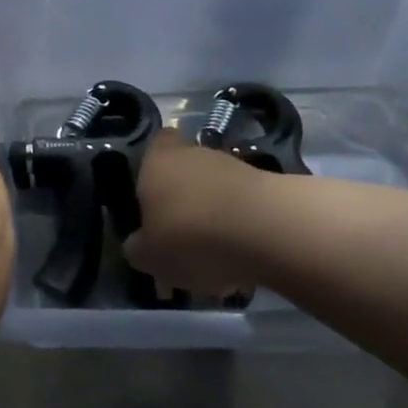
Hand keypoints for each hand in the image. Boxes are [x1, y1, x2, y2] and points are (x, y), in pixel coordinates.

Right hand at [122, 132, 268, 297]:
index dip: (156, 163)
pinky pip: (246, 211)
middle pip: (187, 173)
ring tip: (217, 263)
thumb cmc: (189, 236)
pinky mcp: (270, 188)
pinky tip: (243, 264)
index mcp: (157, 161)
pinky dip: (242, 233)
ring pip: (218, 194)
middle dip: (186, 204)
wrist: (266, 231)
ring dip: (215, 221)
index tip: (154, 192)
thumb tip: (139, 244)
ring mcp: (236, 167)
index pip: (157, 143)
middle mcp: (195, 154)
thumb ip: (138, 248)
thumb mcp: (148, 256)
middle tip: (183, 242)